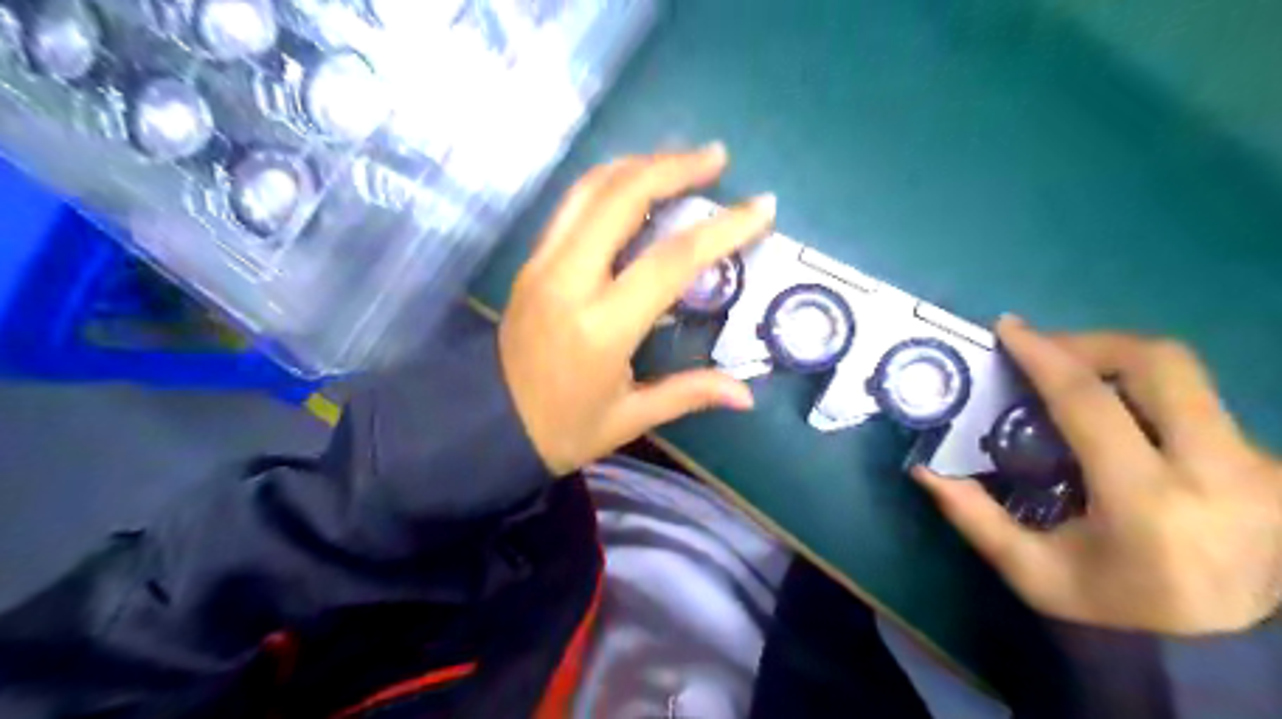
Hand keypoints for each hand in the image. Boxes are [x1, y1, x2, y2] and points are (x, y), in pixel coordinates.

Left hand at [500, 146, 775, 477]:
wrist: (485, 424)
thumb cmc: (561, 429)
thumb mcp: (628, 418)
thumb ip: (688, 394)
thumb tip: (747, 395)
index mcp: (601, 327)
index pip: (670, 261)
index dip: (721, 229)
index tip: (761, 207)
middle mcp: (568, 281)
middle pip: (622, 198)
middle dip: (674, 167)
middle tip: (718, 158)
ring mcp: (542, 263)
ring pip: (590, 189)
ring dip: (640, 164)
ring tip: (682, 160)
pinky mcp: (531, 261)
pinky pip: (572, 205)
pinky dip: (610, 182)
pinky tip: (636, 182)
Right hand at [910, 318, 1281, 632]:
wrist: (1223, 652)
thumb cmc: (1113, 610)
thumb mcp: (1031, 571)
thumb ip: (973, 517)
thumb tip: (923, 469)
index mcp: (1147, 502)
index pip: (1090, 402)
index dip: (1045, 355)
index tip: (1010, 328)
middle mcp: (1218, 472)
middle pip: (1161, 363)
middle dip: (1093, 342)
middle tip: (1047, 351)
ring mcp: (1259, 467)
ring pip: (1187, 377)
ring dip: (1120, 364)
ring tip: (1075, 379)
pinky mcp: (1273, 466)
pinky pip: (1201, 405)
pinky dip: (1148, 396)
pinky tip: (1120, 420)